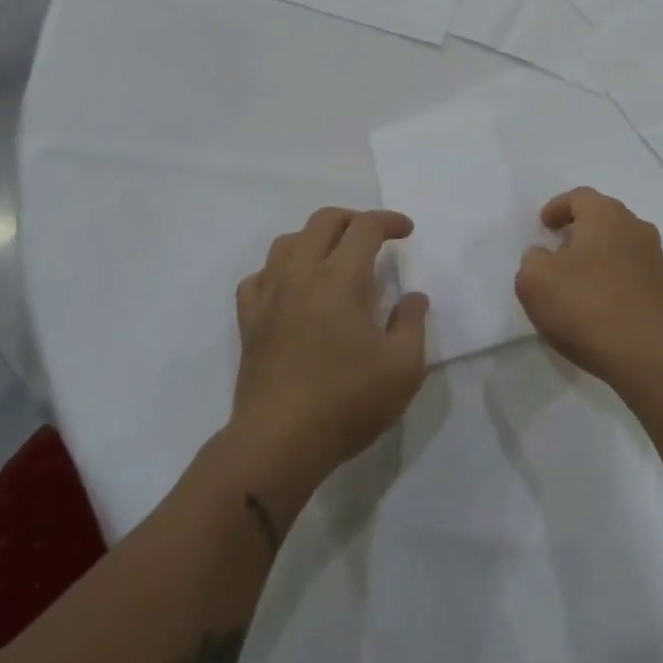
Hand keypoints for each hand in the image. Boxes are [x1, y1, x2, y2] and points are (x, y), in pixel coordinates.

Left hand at [231, 207, 429, 478]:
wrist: (278, 444)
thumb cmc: (346, 402)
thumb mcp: (403, 367)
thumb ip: (413, 323)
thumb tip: (413, 297)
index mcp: (340, 278)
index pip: (365, 227)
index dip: (389, 221)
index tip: (406, 231)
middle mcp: (301, 274)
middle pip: (323, 221)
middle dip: (353, 219)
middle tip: (374, 237)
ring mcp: (269, 295)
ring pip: (287, 241)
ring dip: (315, 238)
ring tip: (333, 258)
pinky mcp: (249, 321)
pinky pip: (259, 276)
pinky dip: (280, 270)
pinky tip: (292, 289)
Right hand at [515, 188, 662, 394]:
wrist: (649, 357)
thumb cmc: (586, 307)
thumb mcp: (535, 280)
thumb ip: (533, 259)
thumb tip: (544, 256)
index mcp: (606, 215)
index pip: (580, 197)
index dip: (558, 208)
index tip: (544, 225)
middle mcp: (637, 228)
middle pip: (604, 219)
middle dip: (580, 231)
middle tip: (559, 250)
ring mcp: (657, 261)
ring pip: (622, 247)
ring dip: (600, 257)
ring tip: (580, 282)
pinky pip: (634, 276)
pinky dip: (616, 282)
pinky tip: (602, 307)